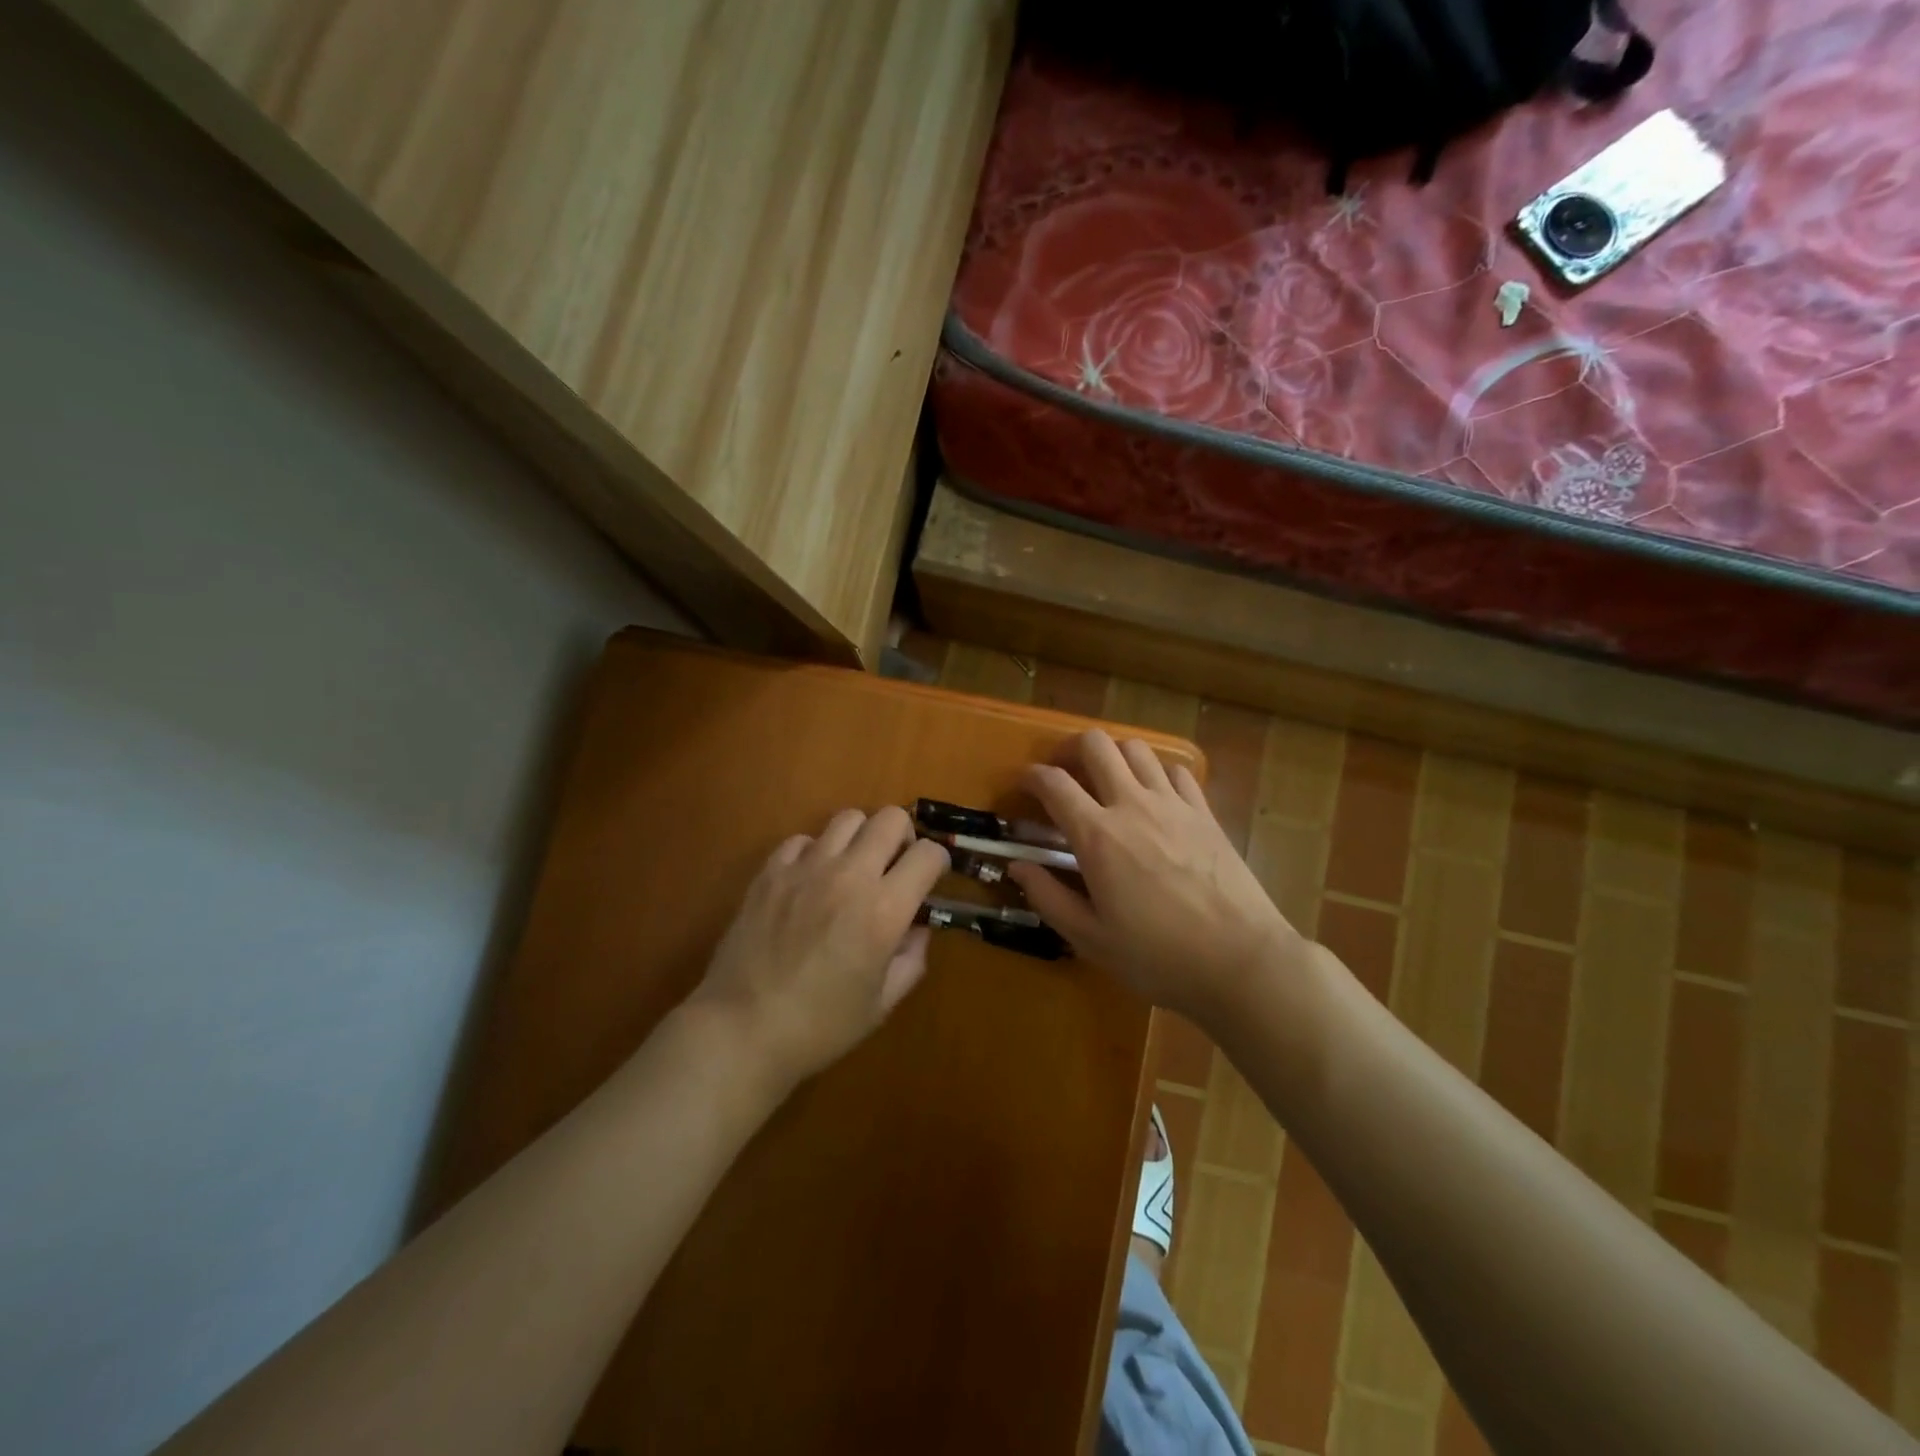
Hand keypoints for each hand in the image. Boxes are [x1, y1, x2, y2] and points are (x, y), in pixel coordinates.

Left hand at [693, 806, 949, 1087]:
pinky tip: (811, 880)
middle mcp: (850, 876)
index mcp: (884, 910)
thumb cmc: (819, 1027)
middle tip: (894, 866)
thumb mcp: (882, 1004)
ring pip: (848, 818)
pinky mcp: (771, 871)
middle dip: (903, 837)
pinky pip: (803, 839)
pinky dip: (815, 851)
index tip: (931, 878)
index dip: (938, 862)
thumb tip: (917, 927)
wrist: (741, 1030)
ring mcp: (806, 868)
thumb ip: (911, 959)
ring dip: (861, 838)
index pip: (928, 854)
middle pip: (891, 818)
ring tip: (853, 867)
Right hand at [1007, 731, 1298, 1024]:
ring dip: (1113, 755)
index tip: (1023, 784)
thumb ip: (1048, 897)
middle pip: (1096, 745)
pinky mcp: (1204, 812)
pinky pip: (1176, 771)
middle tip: (1064, 772)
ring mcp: (1173, 804)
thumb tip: (1017, 866)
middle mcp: (1132, 805)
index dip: (1031, 776)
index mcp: (1097, 836)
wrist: (1240, 960)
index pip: (1054, 783)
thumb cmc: (1158, 956)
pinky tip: (1154, 795)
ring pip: (1136, 749)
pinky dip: (1156, 772)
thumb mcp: (1091, 938)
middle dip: (1070, 748)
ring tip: (1107, 780)